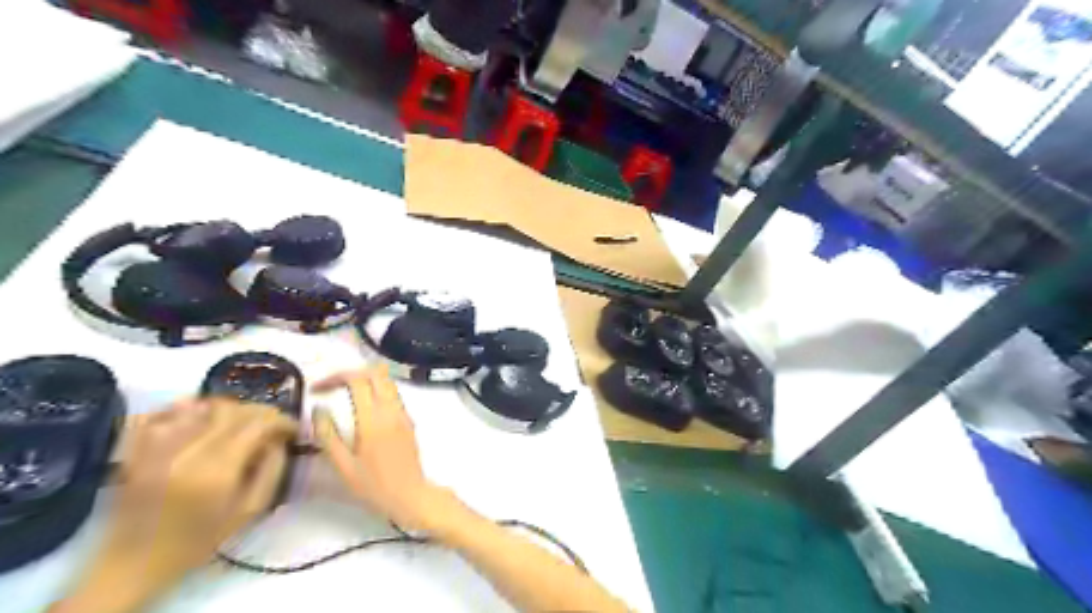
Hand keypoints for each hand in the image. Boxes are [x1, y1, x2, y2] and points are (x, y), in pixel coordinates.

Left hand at [54, 400, 297, 610]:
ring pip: (202, 405)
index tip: (292, 429)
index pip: (259, 424)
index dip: (282, 420)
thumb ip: (272, 470)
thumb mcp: (249, 511)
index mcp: (218, 469)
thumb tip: (278, 440)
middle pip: (233, 410)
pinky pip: (163, 411)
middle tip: (270, 425)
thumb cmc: (199, 540)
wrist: (133, 562)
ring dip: (228, 408)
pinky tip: (198, 417)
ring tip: (238, 422)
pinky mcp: (136, 447)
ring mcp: (157, 446)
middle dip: (260, 412)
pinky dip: (185, 407)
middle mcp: (187, 450)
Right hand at [311, 367, 452, 532]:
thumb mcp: (343, 465)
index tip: (317, 388)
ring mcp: (403, 413)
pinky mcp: (409, 419)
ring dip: (366, 380)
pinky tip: (362, 407)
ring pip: (387, 381)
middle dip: (352, 372)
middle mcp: (391, 409)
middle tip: (331, 386)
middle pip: (377, 373)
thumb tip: (318, 408)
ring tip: (344, 393)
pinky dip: (376, 390)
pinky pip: (393, 394)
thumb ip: (328, 435)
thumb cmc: (373, 485)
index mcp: (373, 419)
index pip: (358, 380)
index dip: (335, 377)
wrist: (411, 495)